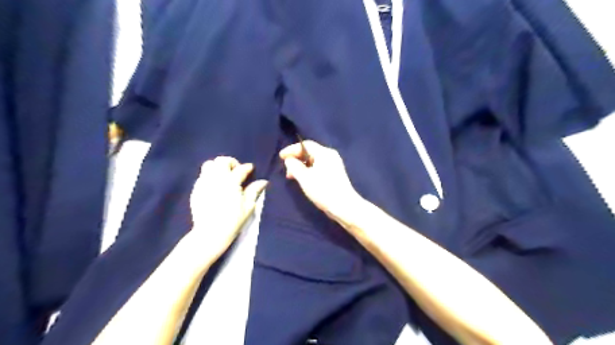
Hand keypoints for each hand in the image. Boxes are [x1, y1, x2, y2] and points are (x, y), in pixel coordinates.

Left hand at [189, 156, 268, 257]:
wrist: (211, 232)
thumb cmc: (233, 220)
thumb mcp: (248, 206)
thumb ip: (254, 190)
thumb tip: (263, 181)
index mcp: (231, 182)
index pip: (241, 168)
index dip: (248, 167)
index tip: (250, 169)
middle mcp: (216, 178)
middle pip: (222, 161)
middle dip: (231, 163)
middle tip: (236, 172)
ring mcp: (204, 182)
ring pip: (209, 164)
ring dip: (218, 167)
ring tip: (224, 177)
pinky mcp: (196, 189)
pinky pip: (202, 175)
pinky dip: (210, 176)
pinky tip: (215, 186)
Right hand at [279, 140, 361, 222]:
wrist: (344, 206)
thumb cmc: (323, 190)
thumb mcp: (304, 178)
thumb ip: (294, 166)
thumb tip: (289, 159)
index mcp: (324, 153)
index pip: (305, 145)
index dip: (291, 149)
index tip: (281, 157)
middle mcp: (330, 155)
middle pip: (310, 152)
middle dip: (296, 159)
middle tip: (286, 170)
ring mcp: (334, 165)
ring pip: (314, 160)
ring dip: (301, 166)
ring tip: (293, 176)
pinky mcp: (335, 174)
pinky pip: (318, 167)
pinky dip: (309, 171)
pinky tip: (303, 180)